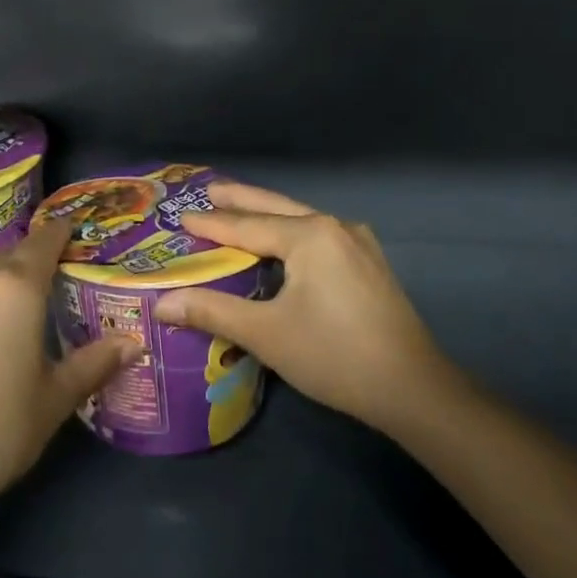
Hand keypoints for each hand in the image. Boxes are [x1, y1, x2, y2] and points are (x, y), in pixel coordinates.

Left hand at [0, 220, 138, 521]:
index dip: (61, 233)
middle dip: (31, 265)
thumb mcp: (55, 398)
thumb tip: (133, 343)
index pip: (44, 240)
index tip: (74, 234)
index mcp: (17, 287)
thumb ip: (95, 362)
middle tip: (49, 289)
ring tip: (10, 317)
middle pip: (11, 256)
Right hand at [154, 181, 451, 438]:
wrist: (414, 389)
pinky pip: (319, 235)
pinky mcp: (370, 263)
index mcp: (309, 235)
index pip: (247, 226)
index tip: (181, 217)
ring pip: (300, 219)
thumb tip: (162, 304)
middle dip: (241, 199)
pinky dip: (292, 231)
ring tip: (240, 209)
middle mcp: (334, 226)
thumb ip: (213, 312)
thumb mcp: (267, 334)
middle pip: (276, 207)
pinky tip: (285, 241)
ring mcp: (357, 243)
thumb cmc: (335, 356)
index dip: (212, 224)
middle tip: (209, 189)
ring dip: (268, 214)